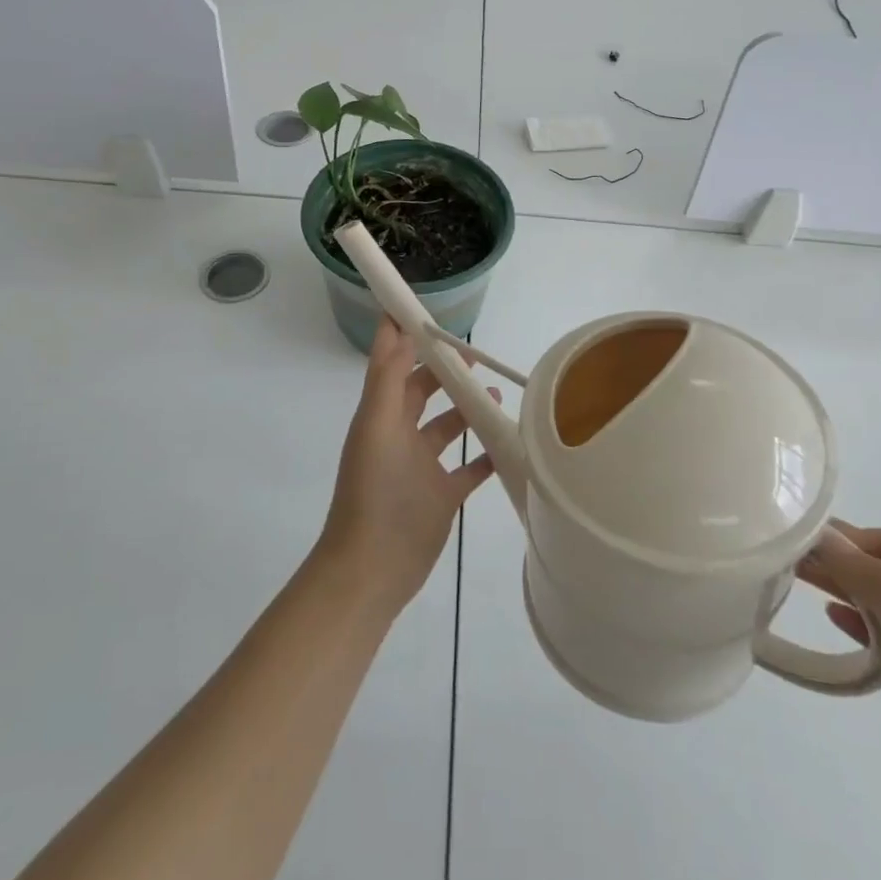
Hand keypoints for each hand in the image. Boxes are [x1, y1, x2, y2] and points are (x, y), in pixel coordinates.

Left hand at [316, 317, 495, 616]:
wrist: (372, 570)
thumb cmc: (374, 491)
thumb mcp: (378, 427)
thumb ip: (389, 378)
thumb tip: (398, 328)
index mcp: (382, 415)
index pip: (392, 364)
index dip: (403, 336)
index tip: (425, 310)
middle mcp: (400, 435)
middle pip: (423, 391)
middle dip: (445, 370)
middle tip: (476, 355)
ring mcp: (422, 467)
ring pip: (448, 426)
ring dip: (468, 408)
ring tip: (497, 394)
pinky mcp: (442, 496)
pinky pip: (468, 467)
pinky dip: (486, 452)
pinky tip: (508, 440)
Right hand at [805, 526, 880, 879]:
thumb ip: (877, 582)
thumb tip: (822, 534)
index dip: (846, 539)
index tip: (795, 538)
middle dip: (838, 562)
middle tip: (783, 557)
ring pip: (876, 604)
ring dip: (840, 590)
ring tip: (792, 580)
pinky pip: (878, 641)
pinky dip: (853, 626)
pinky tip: (829, 618)